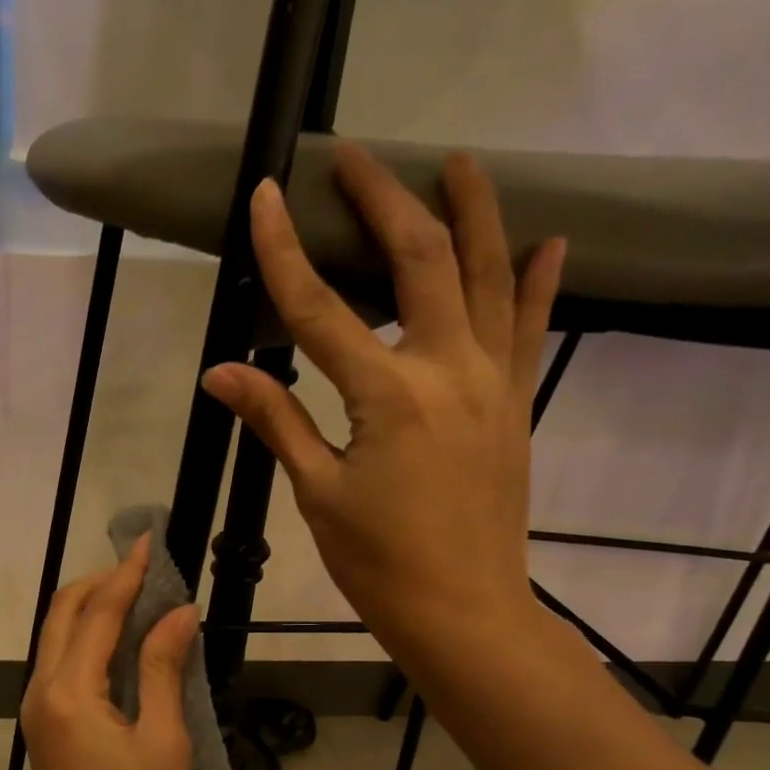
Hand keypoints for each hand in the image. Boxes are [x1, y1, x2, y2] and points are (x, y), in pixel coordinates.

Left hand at [21, 536, 199, 769]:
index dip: (126, 575)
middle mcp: (41, 691)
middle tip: (143, 570)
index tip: (148, 542)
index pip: (97, 613)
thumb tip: (179, 612)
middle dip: (99, 584)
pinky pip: (60, 664)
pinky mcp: (43, 727)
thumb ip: (163, 668)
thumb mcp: (164, 738)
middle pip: (63, 615)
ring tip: (137, 597)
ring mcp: (36, 710)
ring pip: (56, 637)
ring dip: (90, 610)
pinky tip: (120, 642)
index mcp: (68, 691)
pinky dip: (86, 640)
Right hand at [201, 144, 564, 681]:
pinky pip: (530, 329)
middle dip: (384, 203)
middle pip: (418, 263)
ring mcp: (491, 383)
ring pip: (488, 277)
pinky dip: (538, 281)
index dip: (285, 252)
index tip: (266, 196)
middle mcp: (447, 370)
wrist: (464, 611)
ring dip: (473, 213)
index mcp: (387, 396)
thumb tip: (220, 373)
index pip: (320, 309)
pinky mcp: (515, 405)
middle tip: (356, 158)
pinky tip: (549, 241)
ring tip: (458, 163)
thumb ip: (277, 421)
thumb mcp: (317, 494)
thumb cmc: (379, 563)